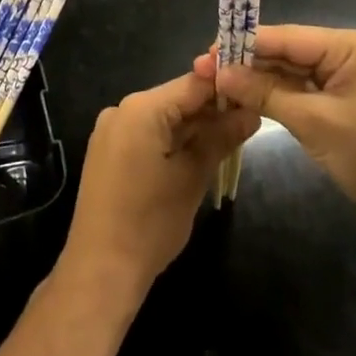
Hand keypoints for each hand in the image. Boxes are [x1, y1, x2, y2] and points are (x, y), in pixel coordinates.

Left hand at [58, 72, 257, 310]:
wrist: (100, 271)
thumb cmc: (150, 223)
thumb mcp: (193, 177)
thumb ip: (221, 138)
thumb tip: (252, 113)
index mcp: (142, 108)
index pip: (193, 83)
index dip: (226, 88)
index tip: (255, 95)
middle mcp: (123, 109)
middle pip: (177, 99)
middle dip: (212, 110)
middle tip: (249, 122)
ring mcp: (112, 130)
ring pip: (164, 117)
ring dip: (194, 128)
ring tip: (230, 139)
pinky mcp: (108, 151)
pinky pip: (148, 133)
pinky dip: (173, 141)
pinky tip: (198, 154)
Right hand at [195, 25, 355, 240]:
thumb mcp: (313, 121)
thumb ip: (265, 93)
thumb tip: (220, 74)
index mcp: (350, 46)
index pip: (287, 37)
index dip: (245, 43)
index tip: (208, 51)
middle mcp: (347, 55)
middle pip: (287, 52)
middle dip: (247, 61)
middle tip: (204, 69)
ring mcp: (344, 81)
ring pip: (291, 73)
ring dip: (257, 80)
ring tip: (216, 83)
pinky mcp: (340, 106)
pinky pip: (301, 92)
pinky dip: (274, 96)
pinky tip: (244, 98)